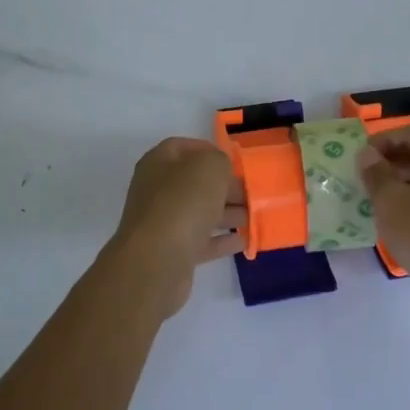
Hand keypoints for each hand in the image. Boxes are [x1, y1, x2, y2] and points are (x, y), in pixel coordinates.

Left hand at [107, 137, 245, 317]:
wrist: (156, 262)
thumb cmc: (182, 204)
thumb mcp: (209, 168)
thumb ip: (219, 161)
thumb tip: (221, 171)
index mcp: (158, 164)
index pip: (182, 147)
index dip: (208, 150)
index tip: (235, 161)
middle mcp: (157, 191)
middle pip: (194, 183)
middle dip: (225, 187)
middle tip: (251, 193)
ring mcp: (163, 223)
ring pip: (200, 213)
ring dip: (227, 213)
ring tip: (253, 216)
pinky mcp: (172, 252)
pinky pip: (201, 241)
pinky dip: (221, 240)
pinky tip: (242, 240)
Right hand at [359, 128, 409, 324]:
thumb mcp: (392, 201)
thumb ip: (376, 173)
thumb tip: (366, 154)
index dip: (383, 139)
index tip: (359, 157)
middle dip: (387, 162)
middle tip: (360, 177)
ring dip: (394, 185)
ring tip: (368, 199)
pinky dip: (405, 205)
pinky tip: (386, 221)